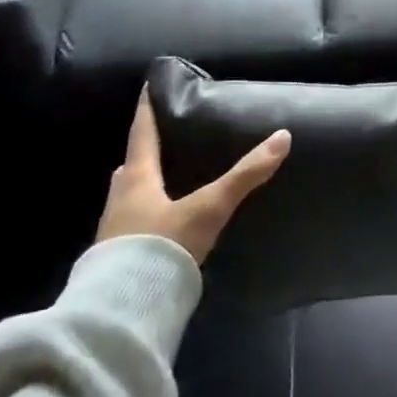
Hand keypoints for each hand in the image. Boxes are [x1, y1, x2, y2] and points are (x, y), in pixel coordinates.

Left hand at [97, 91, 290, 262]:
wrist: (125, 309)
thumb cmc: (162, 245)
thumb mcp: (209, 208)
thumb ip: (245, 176)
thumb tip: (282, 138)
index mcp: (137, 180)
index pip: (141, 134)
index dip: (146, 110)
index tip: (146, 88)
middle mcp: (119, 200)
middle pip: (130, 167)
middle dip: (144, 153)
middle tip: (162, 141)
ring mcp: (114, 232)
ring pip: (127, 197)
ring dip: (142, 186)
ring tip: (164, 182)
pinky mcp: (115, 260)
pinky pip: (130, 226)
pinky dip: (144, 217)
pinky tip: (160, 224)